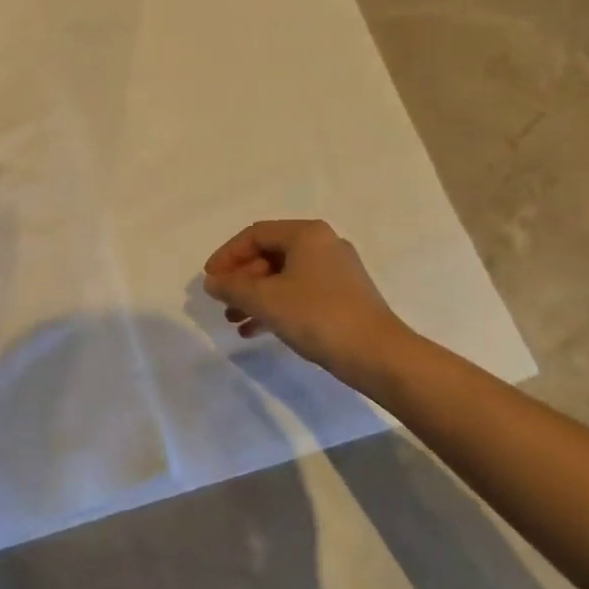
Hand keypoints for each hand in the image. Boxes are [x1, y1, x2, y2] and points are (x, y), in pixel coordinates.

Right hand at [202, 219, 407, 392]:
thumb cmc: (317, 316)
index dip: (227, 255)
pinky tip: (257, 331)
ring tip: (234, 320)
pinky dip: (276, 307)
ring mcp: (337, 271)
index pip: (255, 234)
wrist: (378, 355)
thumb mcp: (266, 300)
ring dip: (255, 296)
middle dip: (241, 279)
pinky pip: (300, 293)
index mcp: (306, 234)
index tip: (210, 280)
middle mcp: (323, 244)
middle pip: (270, 254)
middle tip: (222, 302)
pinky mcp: (344, 297)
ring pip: (283, 276)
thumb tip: (212, 282)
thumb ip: (233, 287)